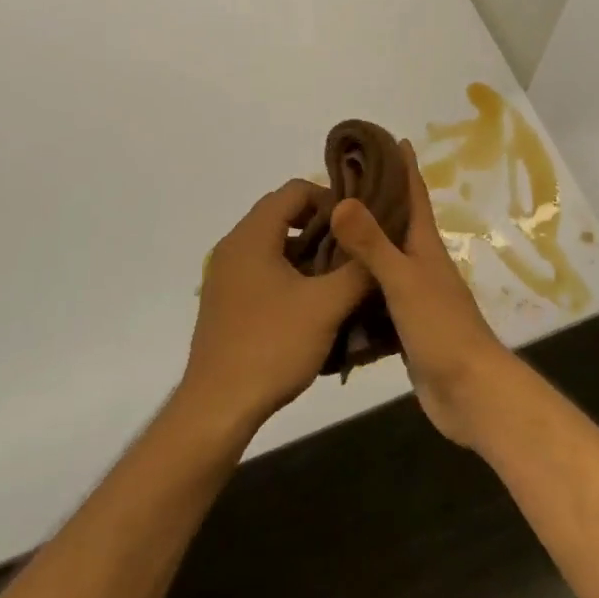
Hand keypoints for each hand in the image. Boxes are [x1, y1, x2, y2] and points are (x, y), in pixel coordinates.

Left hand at [181, 179, 373, 436]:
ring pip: (273, 244)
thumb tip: (381, 245)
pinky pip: (261, 269)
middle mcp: (233, 245)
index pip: (294, 190)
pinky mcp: (225, 301)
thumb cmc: (272, 347)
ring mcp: (225, 275)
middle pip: (282, 213)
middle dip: (322, 226)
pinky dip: (289, 273)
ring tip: (339, 277)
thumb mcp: (326, 307)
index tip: (357, 225)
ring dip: (307, 252)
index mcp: (252, 235)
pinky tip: (312, 304)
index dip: (330, 199)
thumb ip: (358, 271)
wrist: (217, 408)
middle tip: (354, 250)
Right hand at [330, 142, 516, 448]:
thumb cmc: (442, 328)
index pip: (414, 194)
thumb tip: (342, 200)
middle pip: (396, 222)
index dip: (403, 165)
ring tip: (326, 228)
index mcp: (424, 245)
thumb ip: (372, 244)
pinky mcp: (405, 323)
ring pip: (384, 258)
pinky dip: (357, 284)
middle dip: (373, 199)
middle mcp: (420, 262)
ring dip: (361, 242)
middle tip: (337, 183)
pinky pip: (376, 294)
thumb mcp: (404, 280)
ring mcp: (414, 294)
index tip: (387, 138)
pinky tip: (333, 284)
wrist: (469, 392)